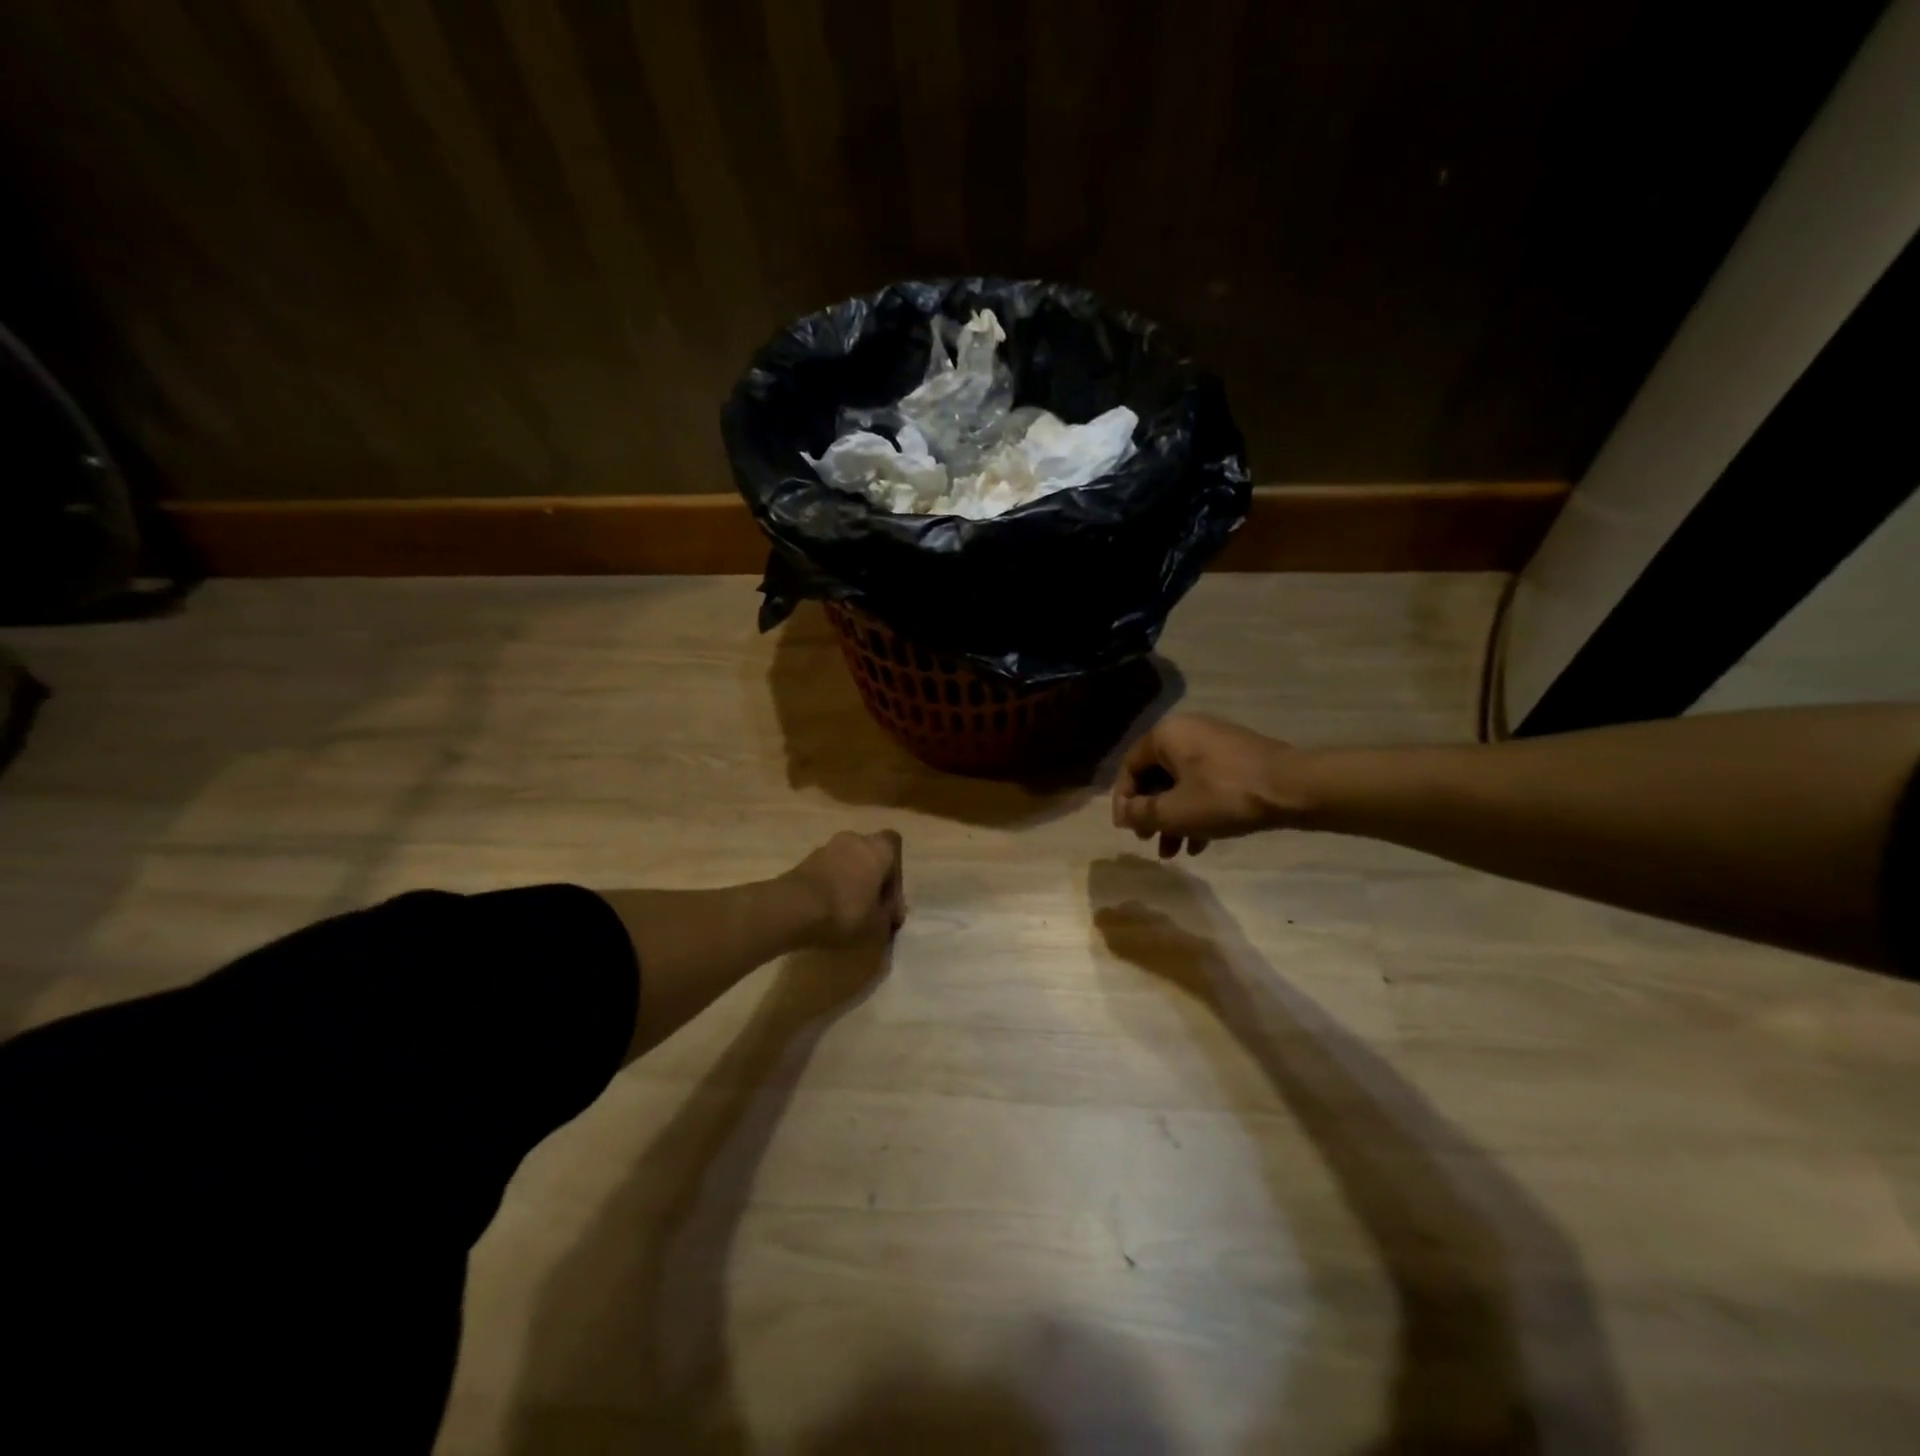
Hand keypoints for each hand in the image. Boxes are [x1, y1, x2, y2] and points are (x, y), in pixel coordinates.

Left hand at [790, 830, 906, 943]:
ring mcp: (826, 847)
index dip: (896, 874)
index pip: (894, 846)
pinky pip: (827, 871)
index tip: (889, 901)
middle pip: (869, 854)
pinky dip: (831, 886)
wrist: (793, 908)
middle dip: (872, 878)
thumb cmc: (845, 910)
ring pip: (847, 862)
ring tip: (848, 912)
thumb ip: (887, 917)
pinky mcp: (805, 861)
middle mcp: (854, 839)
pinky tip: (829, 910)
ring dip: (850, 881)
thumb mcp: (878, 925)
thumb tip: (888, 915)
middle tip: (871, 907)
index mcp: (878, 848)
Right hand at [1113, 714, 1307, 856]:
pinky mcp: (1237, 758)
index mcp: (1166, 735)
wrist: (1293, 788)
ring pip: (1182, 784)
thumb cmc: (1224, 797)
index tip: (1127, 830)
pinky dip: (1198, 810)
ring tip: (1174, 851)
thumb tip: (1122, 814)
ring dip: (1174, 818)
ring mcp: (1215, 743)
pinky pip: (1205, 783)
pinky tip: (1201, 842)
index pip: (1130, 767)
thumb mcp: (1174, 812)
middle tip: (1150, 840)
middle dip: (1152, 814)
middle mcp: (1187, 731)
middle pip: (1156, 776)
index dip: (1123, 802)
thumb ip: (1140, 813)